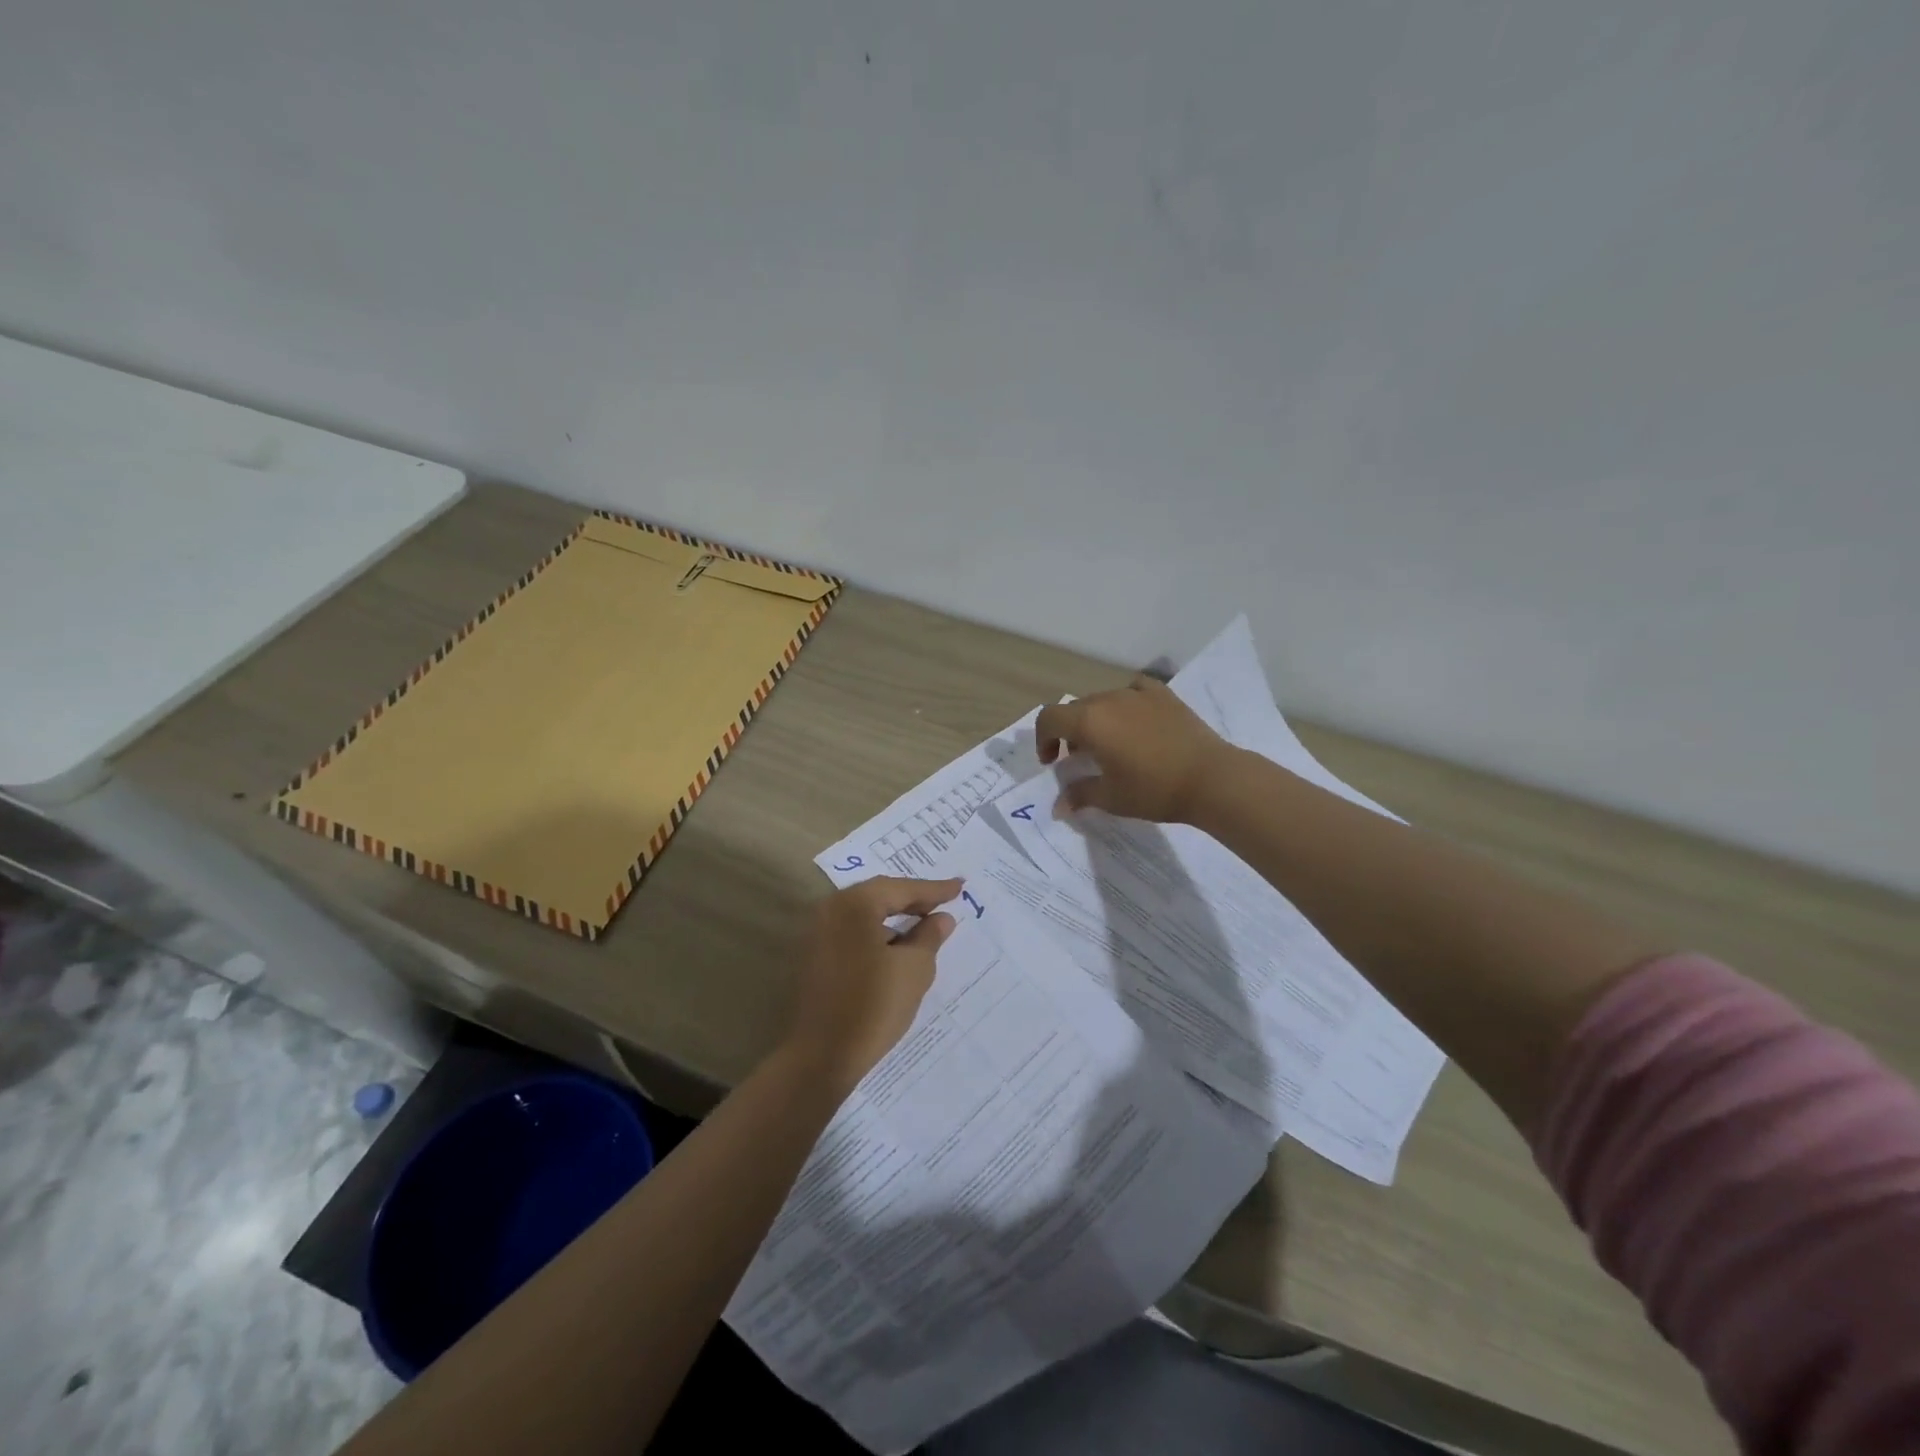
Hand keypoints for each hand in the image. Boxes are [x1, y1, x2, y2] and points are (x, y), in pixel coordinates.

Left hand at [782, 876, 961, 1092]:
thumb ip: (930, 936)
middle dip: (912, 900)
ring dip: (894, 919)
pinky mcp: (814, 958)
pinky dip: (877, 935)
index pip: (901, 888)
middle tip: (943, 902)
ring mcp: (817, 934)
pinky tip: (896, 949)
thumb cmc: (873, 1005)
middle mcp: (831, 910)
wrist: (821, 1056)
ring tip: (924, 925)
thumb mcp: (914, 968)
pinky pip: (853, 934)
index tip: (959, 887)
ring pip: (864, 915)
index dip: (934, 889)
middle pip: (879, 896)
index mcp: (854, 904)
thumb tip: (941, 918)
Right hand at [1036, 677, 1236, 823]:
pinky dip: (1124, 704)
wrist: (1211, 778)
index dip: (1042, 739)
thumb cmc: (1154, 789)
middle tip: (1077, 759)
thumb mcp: (1111, 797)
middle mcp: (1108, 700)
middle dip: (1068, 733)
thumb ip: (1079, 795)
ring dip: (1095, 720)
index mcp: (1089, 722)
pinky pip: (1133, 691)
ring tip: (1108, 745)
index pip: (1049, 718)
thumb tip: (1058, 807)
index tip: (1051, 762)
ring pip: (1102, 700)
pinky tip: (1134, 721)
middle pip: (1075, 709)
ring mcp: (1137, 693)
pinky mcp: (1163, 695)